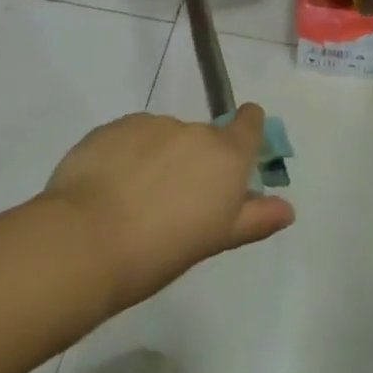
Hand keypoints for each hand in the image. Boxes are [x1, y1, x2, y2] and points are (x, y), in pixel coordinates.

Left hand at [44, 105, 294, 308]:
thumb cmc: (160, 251)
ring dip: (157, 159)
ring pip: (164, 138)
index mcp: (226, 155)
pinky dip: (125, 157)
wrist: (85, 242)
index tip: (237, 150)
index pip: (250, 121)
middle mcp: (195, 131)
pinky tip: (106, 191)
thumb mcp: (215, 239)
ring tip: (133, 202)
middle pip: (204, 137)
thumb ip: (254, 218)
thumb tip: (288, 209)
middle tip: (174, 202)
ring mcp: (153, 124)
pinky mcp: (115, 127)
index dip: (247, 129)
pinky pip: (129, 138)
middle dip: (194, 161)